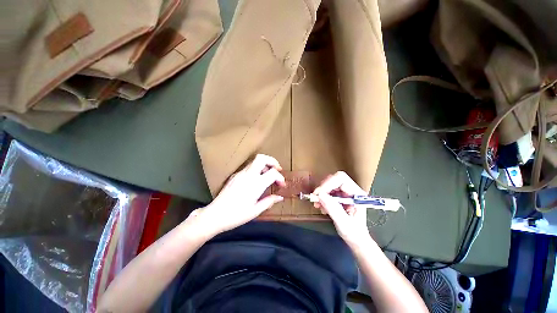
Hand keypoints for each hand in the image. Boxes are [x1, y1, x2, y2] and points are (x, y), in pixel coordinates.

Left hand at [190, 154, 285, 235]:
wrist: (214, 215)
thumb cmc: (236, 215)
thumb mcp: (255, 211)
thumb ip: (269, 202)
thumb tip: (280, 197)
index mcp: (255, 184)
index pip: (272, 173)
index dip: (280, 177)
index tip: (281, 185)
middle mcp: (248, 175)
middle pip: (262, 158)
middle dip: (272, 161)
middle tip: (278, 169)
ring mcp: (240, 174)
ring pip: (255, 161)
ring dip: (265, 164)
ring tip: (268, 174)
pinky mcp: (234, 175)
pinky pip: (248, 167)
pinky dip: (257, 169)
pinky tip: (256, 179)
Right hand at [313, 171, 372, 247]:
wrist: (357, 240)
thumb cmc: (354, 234)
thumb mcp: (343, 223)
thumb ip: (332, 208)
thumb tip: (320, 195)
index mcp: (357, 194)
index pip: (342, 179)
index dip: (328, 183)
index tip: (319, 194)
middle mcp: (352, 190)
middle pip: (335, 180)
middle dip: (323, 188)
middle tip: (315, 198)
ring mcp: (346, 193)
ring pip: (330, 184)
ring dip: (322, 193)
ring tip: (317, 204)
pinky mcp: (340, 196)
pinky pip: (329, 191)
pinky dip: (322, 197)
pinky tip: (321, 205)